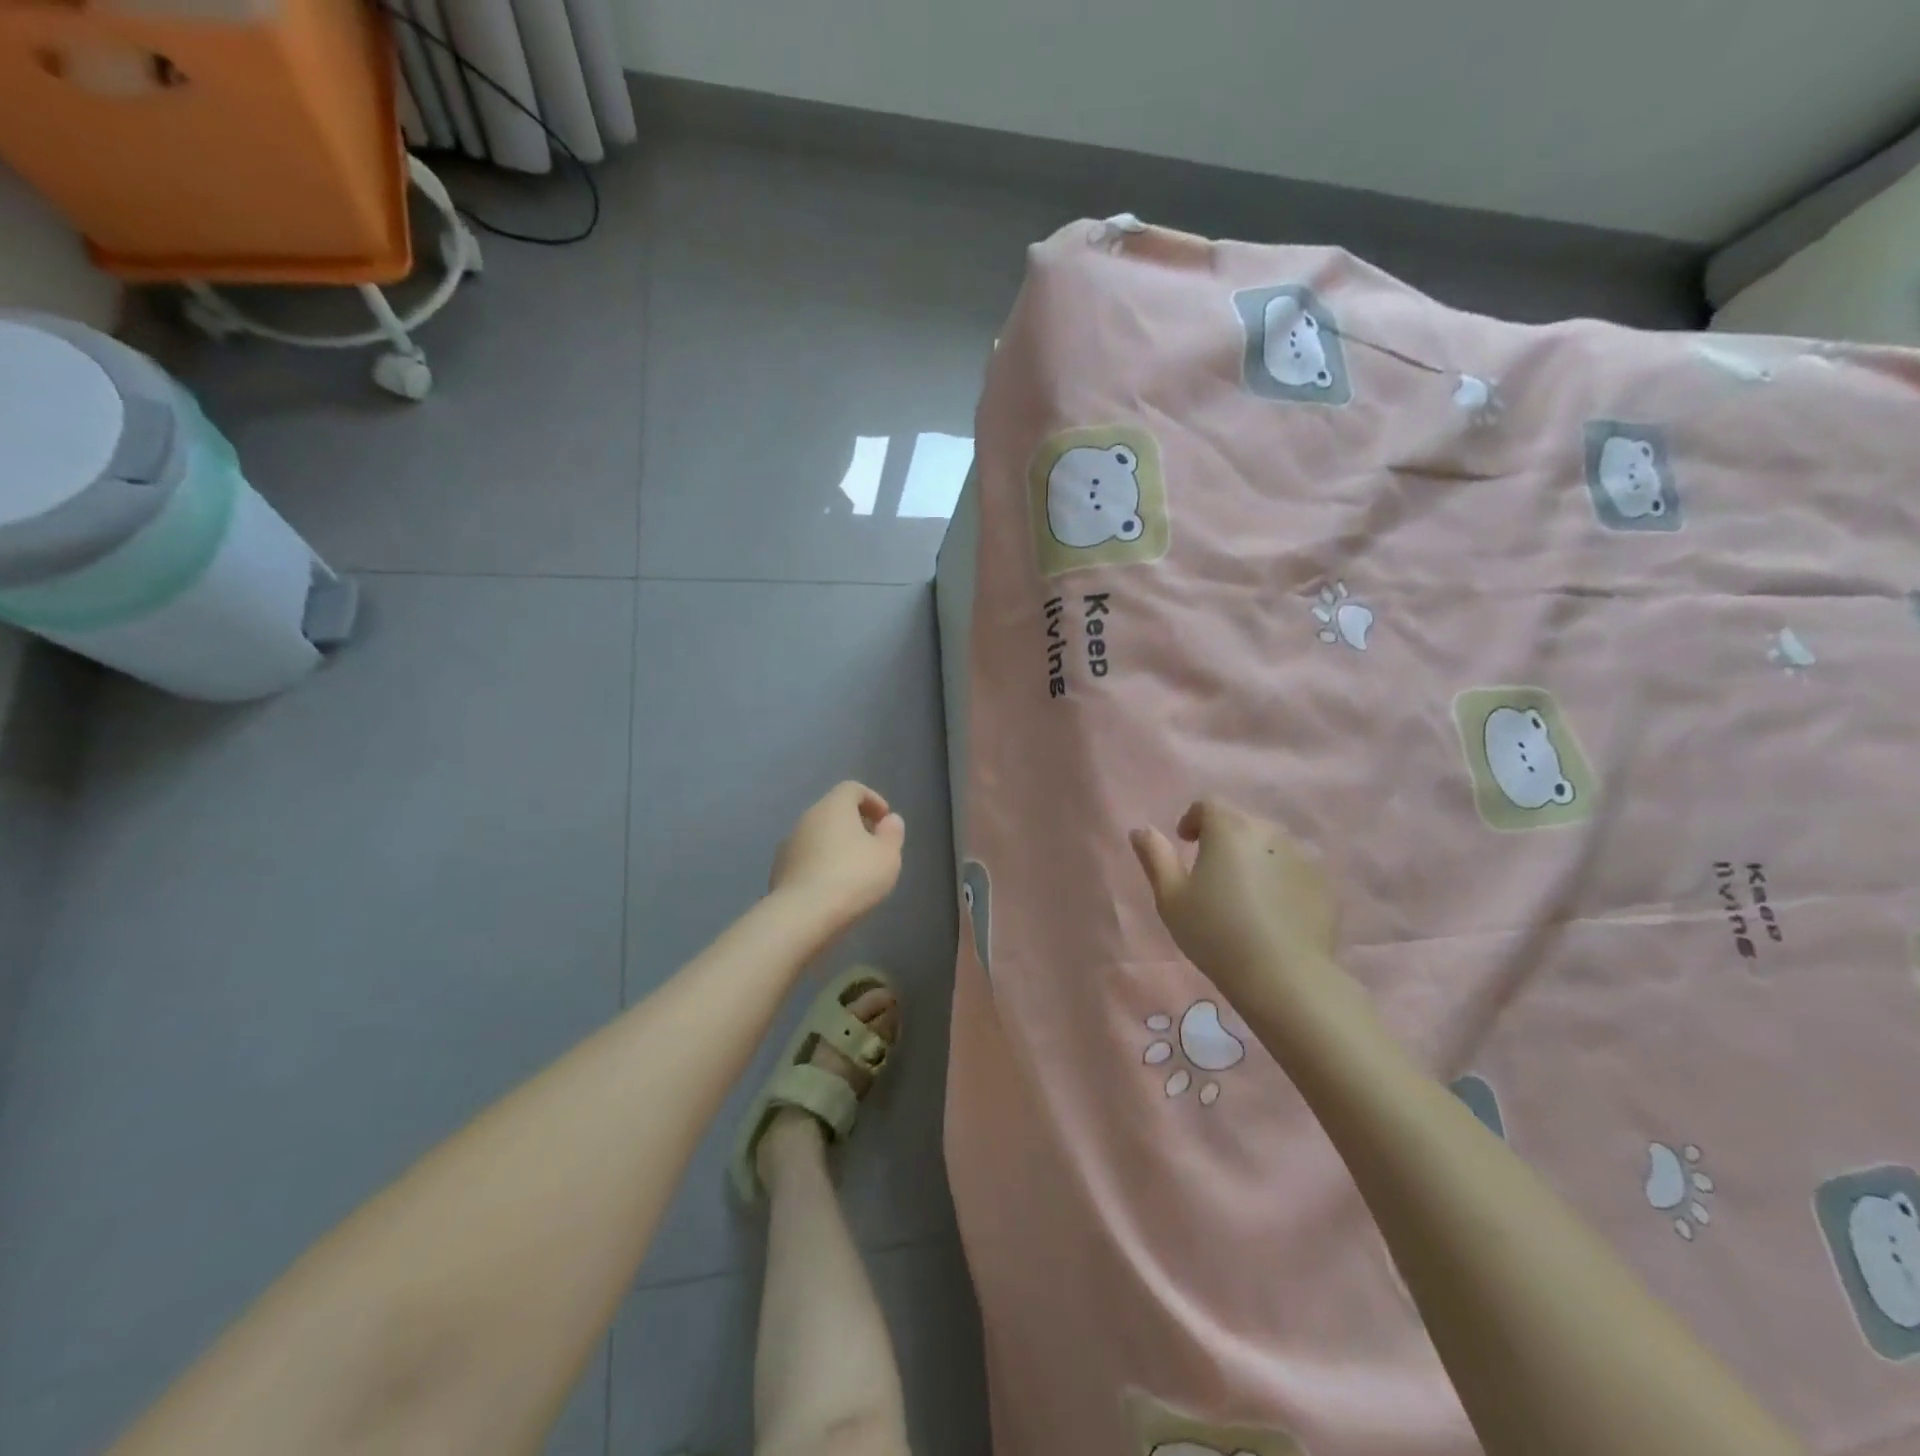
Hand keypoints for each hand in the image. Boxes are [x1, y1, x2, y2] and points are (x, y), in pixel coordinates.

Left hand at [771, 781, 905, 925]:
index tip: (885, 820)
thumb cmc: (853, 877)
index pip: (852, 789)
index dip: (872, 800)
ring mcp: (788, 844)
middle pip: (833, 811)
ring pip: (817, 836)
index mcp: (833, 806)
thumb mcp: (887, 856)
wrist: (802, 915)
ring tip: (853, 870)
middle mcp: (807, 818)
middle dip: (854, 824)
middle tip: (872, 845)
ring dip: (835, 846)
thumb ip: (892, 834)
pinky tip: (832, 887)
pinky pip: (805, 859)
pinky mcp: (778, 870)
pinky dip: (820, 865)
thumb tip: (890, 820)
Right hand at [1130, 798, 1337, 1003]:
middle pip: (1241, 822)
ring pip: (1270, 844)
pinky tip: (1273, 910)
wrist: (1285, 977)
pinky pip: (1294, 868)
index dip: (1193, 819)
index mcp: (1229, 829)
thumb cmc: (1216, 934)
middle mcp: (1269, 832)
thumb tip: (1141, 830)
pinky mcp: (1325, 883)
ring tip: (1245, 893)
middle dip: (1224, 838)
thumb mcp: (1171, 898)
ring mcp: (1303, 855)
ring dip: (1254, 857)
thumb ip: (1155, 857)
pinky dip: (1280, 878)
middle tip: (1212, 873)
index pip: (1208, 805)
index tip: (1185, 843)